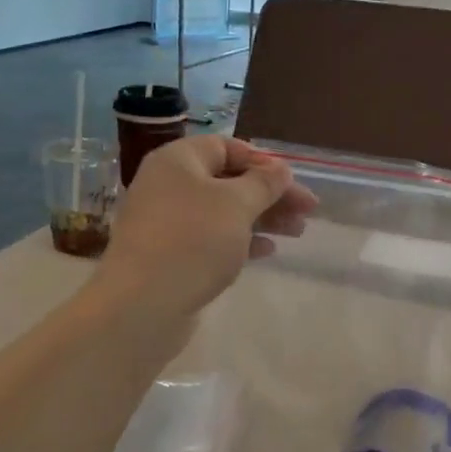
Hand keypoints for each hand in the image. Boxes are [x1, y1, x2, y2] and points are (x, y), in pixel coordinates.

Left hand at [99, 136, 315, 317]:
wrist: (143, 305)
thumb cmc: (193, 241)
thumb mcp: (237, 204)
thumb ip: (264, 183)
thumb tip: (280, 169)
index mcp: (177, 161)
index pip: (225, 147)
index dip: (262, 161)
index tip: (291, 181)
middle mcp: (168, 185)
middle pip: (228, 181)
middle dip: (269, 194)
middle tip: (307, 211)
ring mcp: (166, 223)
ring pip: (223, 212)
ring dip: (261, 218)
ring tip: (297, 232)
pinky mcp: (170, 256)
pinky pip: (211, 239)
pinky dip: (241, 241)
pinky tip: (268, 251)